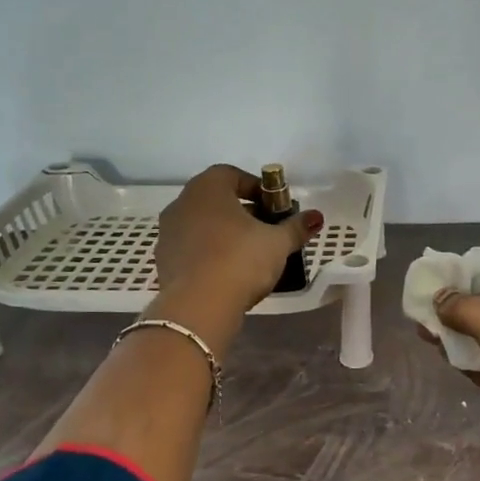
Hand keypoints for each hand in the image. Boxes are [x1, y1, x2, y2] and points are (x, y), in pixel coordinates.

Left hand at [154, 164, 322, 320]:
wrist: (198, 306)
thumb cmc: (240, 261)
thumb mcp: (277, 243)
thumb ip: (296, 227)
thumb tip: (316, 216)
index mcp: (207, 188)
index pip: (231, 174)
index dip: (255, 187)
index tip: (273, 206)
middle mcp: (182, 203)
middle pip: (215, 199)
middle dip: (241, 211)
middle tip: (264, 229)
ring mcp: (168, 232)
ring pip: (201, 224)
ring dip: (223, 232)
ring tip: (247, 253)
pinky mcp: (162, 260)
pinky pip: (191, 248)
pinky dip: (208, 253)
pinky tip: (226, 272)